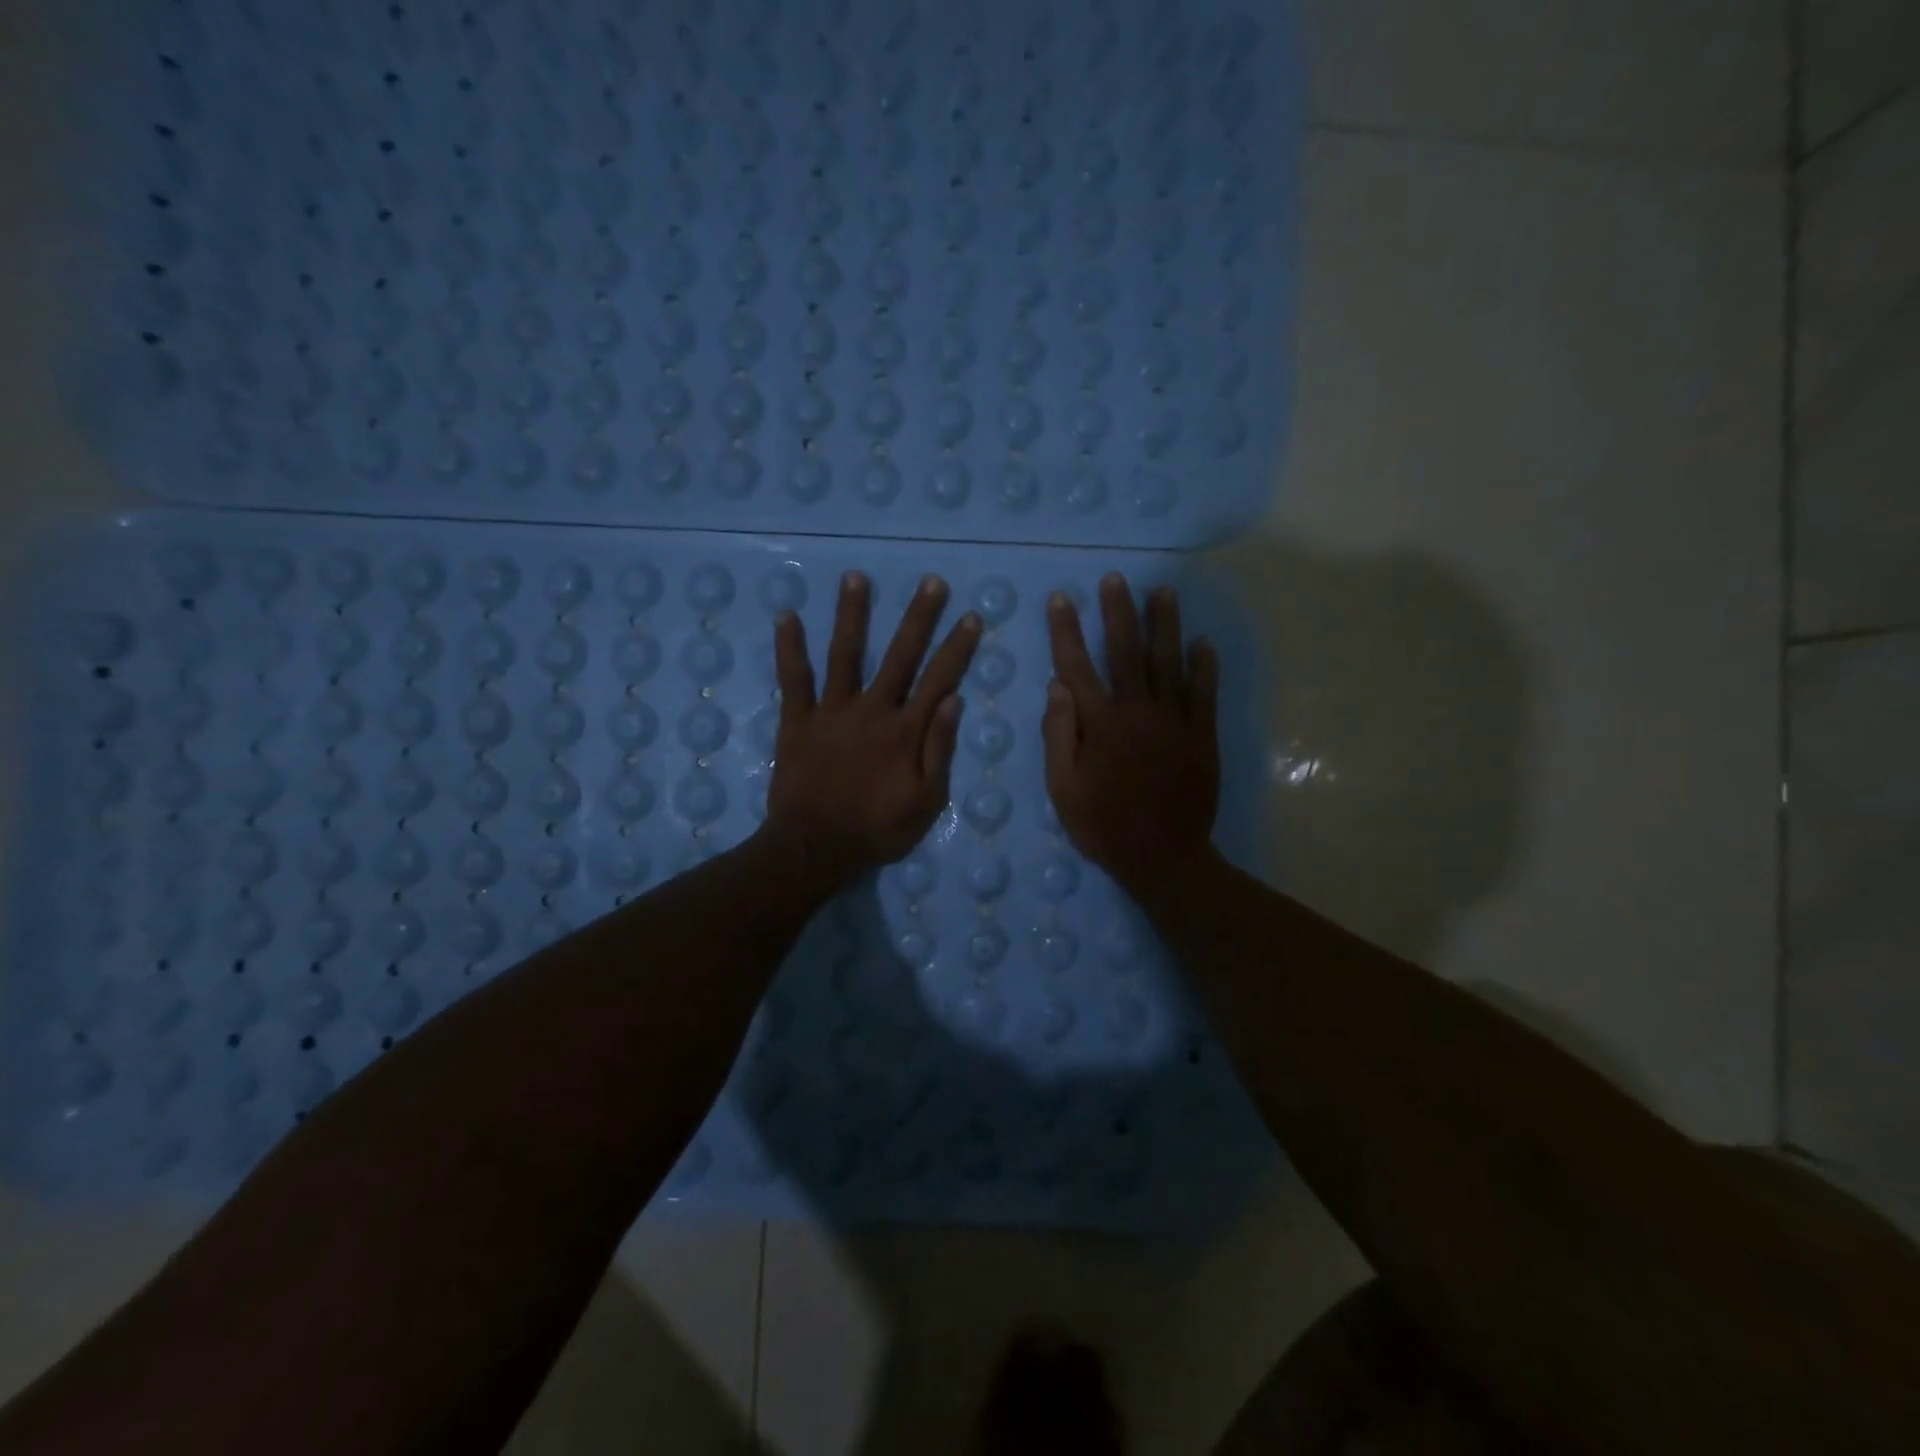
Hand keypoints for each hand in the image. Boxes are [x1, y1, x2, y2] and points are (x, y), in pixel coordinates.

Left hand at [766, 571, 980, 884]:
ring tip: (856, 577)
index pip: (939, 680)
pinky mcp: (798, 720)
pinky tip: (786, 616)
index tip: (970, 616)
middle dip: (918, 618)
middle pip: (900, 656)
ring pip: (845, 654)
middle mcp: (872, 710)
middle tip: (931, 583)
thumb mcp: (926, 802)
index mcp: (906, 731)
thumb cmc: (877, 829)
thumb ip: (940, 750)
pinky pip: (794, 679)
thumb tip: (954, 700)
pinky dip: (789, 647)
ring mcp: (832, 711)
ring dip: (852, 614)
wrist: (815, 846)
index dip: (957, 648)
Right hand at [1043, 574, 1220, 899]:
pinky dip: (1204, 666)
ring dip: (1164, 624)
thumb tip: (1057, 687)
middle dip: (1118, 612)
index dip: (1066, 631)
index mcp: (1100, 724)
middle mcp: (1138, 712)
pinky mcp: (1202, 735)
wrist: (1164, 858)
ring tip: (1163, 591)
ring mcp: (1175, 721)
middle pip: (1126, 651)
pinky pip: (1204, 693)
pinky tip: (1204, 642)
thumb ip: (1058, 736)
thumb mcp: (1063, 789)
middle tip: (1115, 579)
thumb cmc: (1104, 826)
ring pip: (1168, 662)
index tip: (1061, 599)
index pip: (1077, 666)